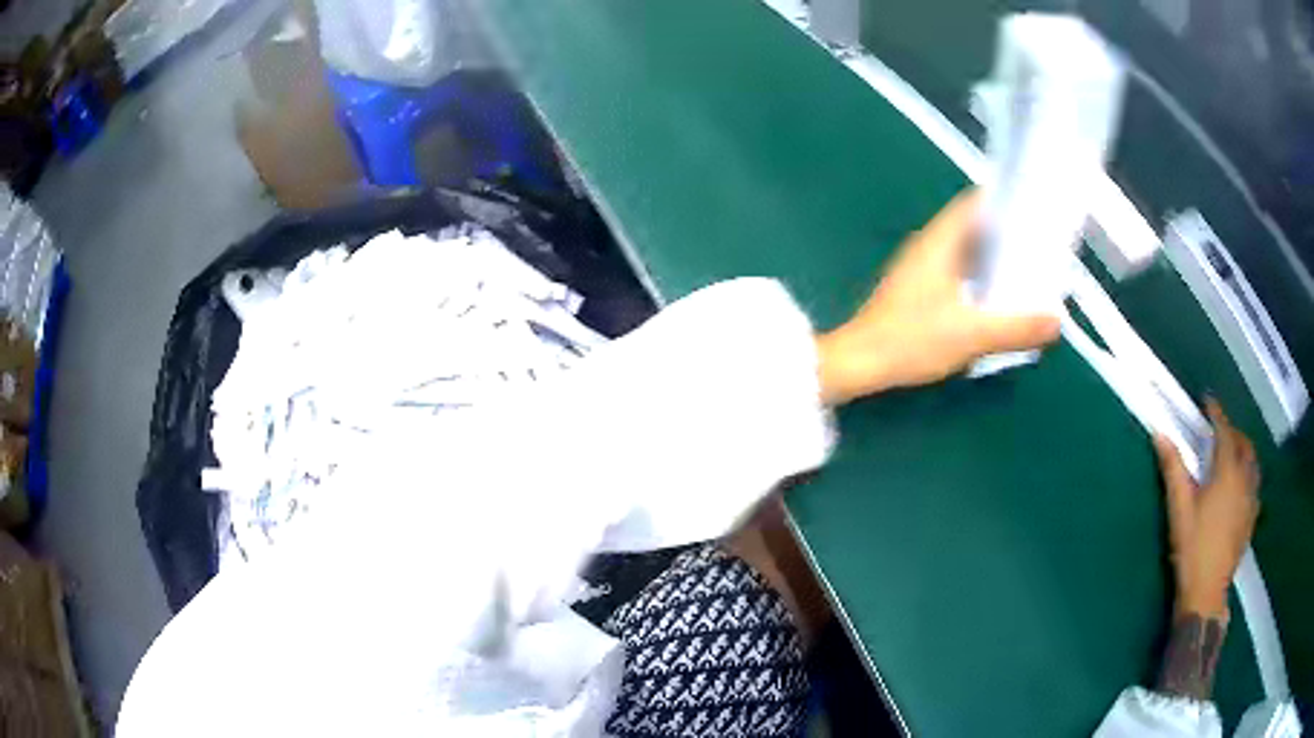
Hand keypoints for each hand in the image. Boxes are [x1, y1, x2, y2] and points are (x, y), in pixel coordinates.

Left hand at [815, 191, 1060, 403]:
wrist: (857, 364)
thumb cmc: (911, 340)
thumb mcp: (972, 335)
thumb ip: (1016, 328)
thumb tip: (1057, 321)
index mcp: (939, 242)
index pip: (974, 204)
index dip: (1004, 201)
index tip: (1034, 209)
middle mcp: (928, 247)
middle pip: (973, 228)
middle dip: (1006, 235)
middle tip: (1039, 245)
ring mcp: (919, 270)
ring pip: (964, 254)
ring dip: (992, 260)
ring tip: (1026, 271)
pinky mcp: (916, 293)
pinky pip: (956, 275)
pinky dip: (978, 280)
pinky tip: (995, 301)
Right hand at [1154, 400, 1260, 619]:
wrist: (1207, 593)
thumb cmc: (1192, 549)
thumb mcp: (1179, 510)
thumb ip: (1173, 470)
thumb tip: (1159, 434)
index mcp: (1227, 473)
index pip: (1224, 432)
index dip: (1217, 413)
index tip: (1208, 401)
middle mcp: (1244, 480)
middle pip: (1244, 445)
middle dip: (1233, 431)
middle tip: (1220, 430)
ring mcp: (1251, 500)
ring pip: (1253, 464)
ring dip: (1245, 451)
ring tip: (1234, 453)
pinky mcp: (1251, 519)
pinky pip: (1255, 485)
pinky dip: (1249, 474)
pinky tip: (1242, 485)